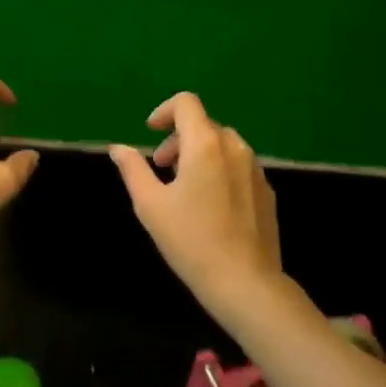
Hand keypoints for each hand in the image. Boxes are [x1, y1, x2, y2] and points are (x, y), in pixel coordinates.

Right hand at [109, 92, 282, 312]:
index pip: (186, 103)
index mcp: (205, 144)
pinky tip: (211, 205)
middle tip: (162, 168)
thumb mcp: (150, 205)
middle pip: (204, 124)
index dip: (164, 111)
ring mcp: (256, 169)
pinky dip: (220, 169)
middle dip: (178, 138)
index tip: (150, 133)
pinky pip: (239, 165)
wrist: (246, 283)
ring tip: (185, 186)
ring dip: (199, 153)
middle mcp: (235, 147)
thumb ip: (133, 169)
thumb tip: (118, 148)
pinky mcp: (267, 191)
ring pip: (223, 144)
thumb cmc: (191, 241)